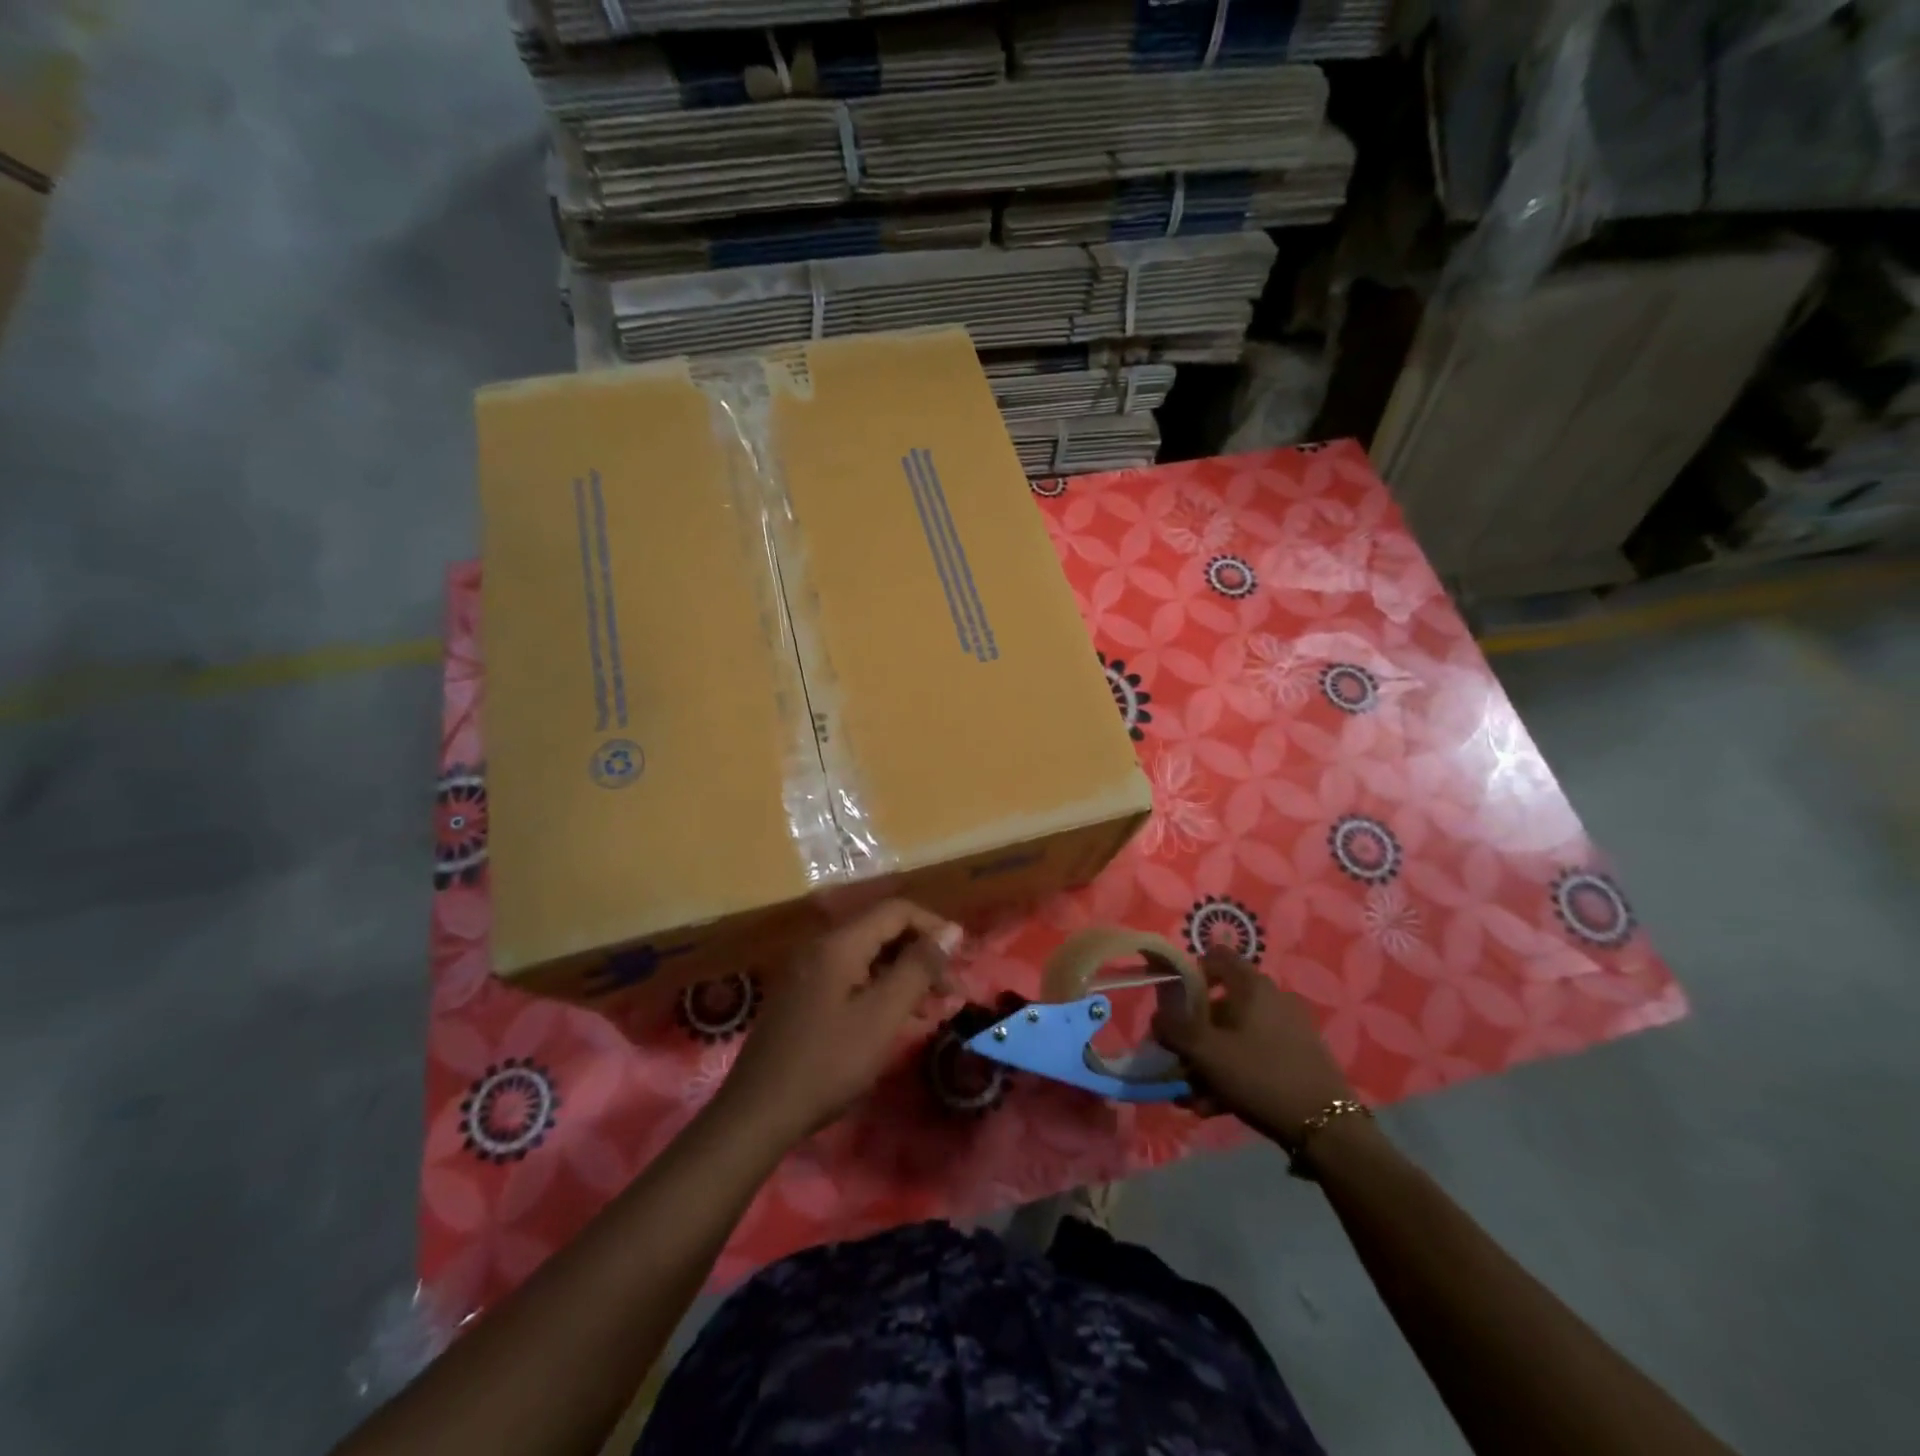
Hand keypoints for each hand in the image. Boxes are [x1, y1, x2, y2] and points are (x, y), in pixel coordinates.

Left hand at [720, 900, 961, 1146]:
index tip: (960, 959)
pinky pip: (849, 975)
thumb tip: (952, 930)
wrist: (758, 1112)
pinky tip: (895, 1018)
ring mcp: (806, 970)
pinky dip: (878, 988)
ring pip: (867, 955)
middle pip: (881, 930)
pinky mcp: (801, 995)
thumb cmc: (828, 1063)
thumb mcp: (882, 1016)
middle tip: (950, 990)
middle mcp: (820, 946)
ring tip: (931, 1008)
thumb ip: (918, 968)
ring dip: (902, 973)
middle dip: (920, 953)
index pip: (896, 911)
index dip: (933, 927)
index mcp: (839, 944)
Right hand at [1152, 947, 1355, 1144]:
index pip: (1215, 957)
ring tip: (1193, 1096)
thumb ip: (1174, 1029)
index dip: (1189, 973)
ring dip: (1210, 1062)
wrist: (1327, 1128)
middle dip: (1195, 1034)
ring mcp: (1289, 1029)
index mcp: (1252, 986)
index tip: (1173, 1003)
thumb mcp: (1206, 1052)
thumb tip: (1158, 1016)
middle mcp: (1272, 999)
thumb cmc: (1260, 1075)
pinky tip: (1216, 1106)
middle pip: (1221, 1004)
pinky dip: (1233, 1075)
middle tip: (1179, 1060)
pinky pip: (1255, 1057)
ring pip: (1235, 1037)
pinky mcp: (1298, 1058)